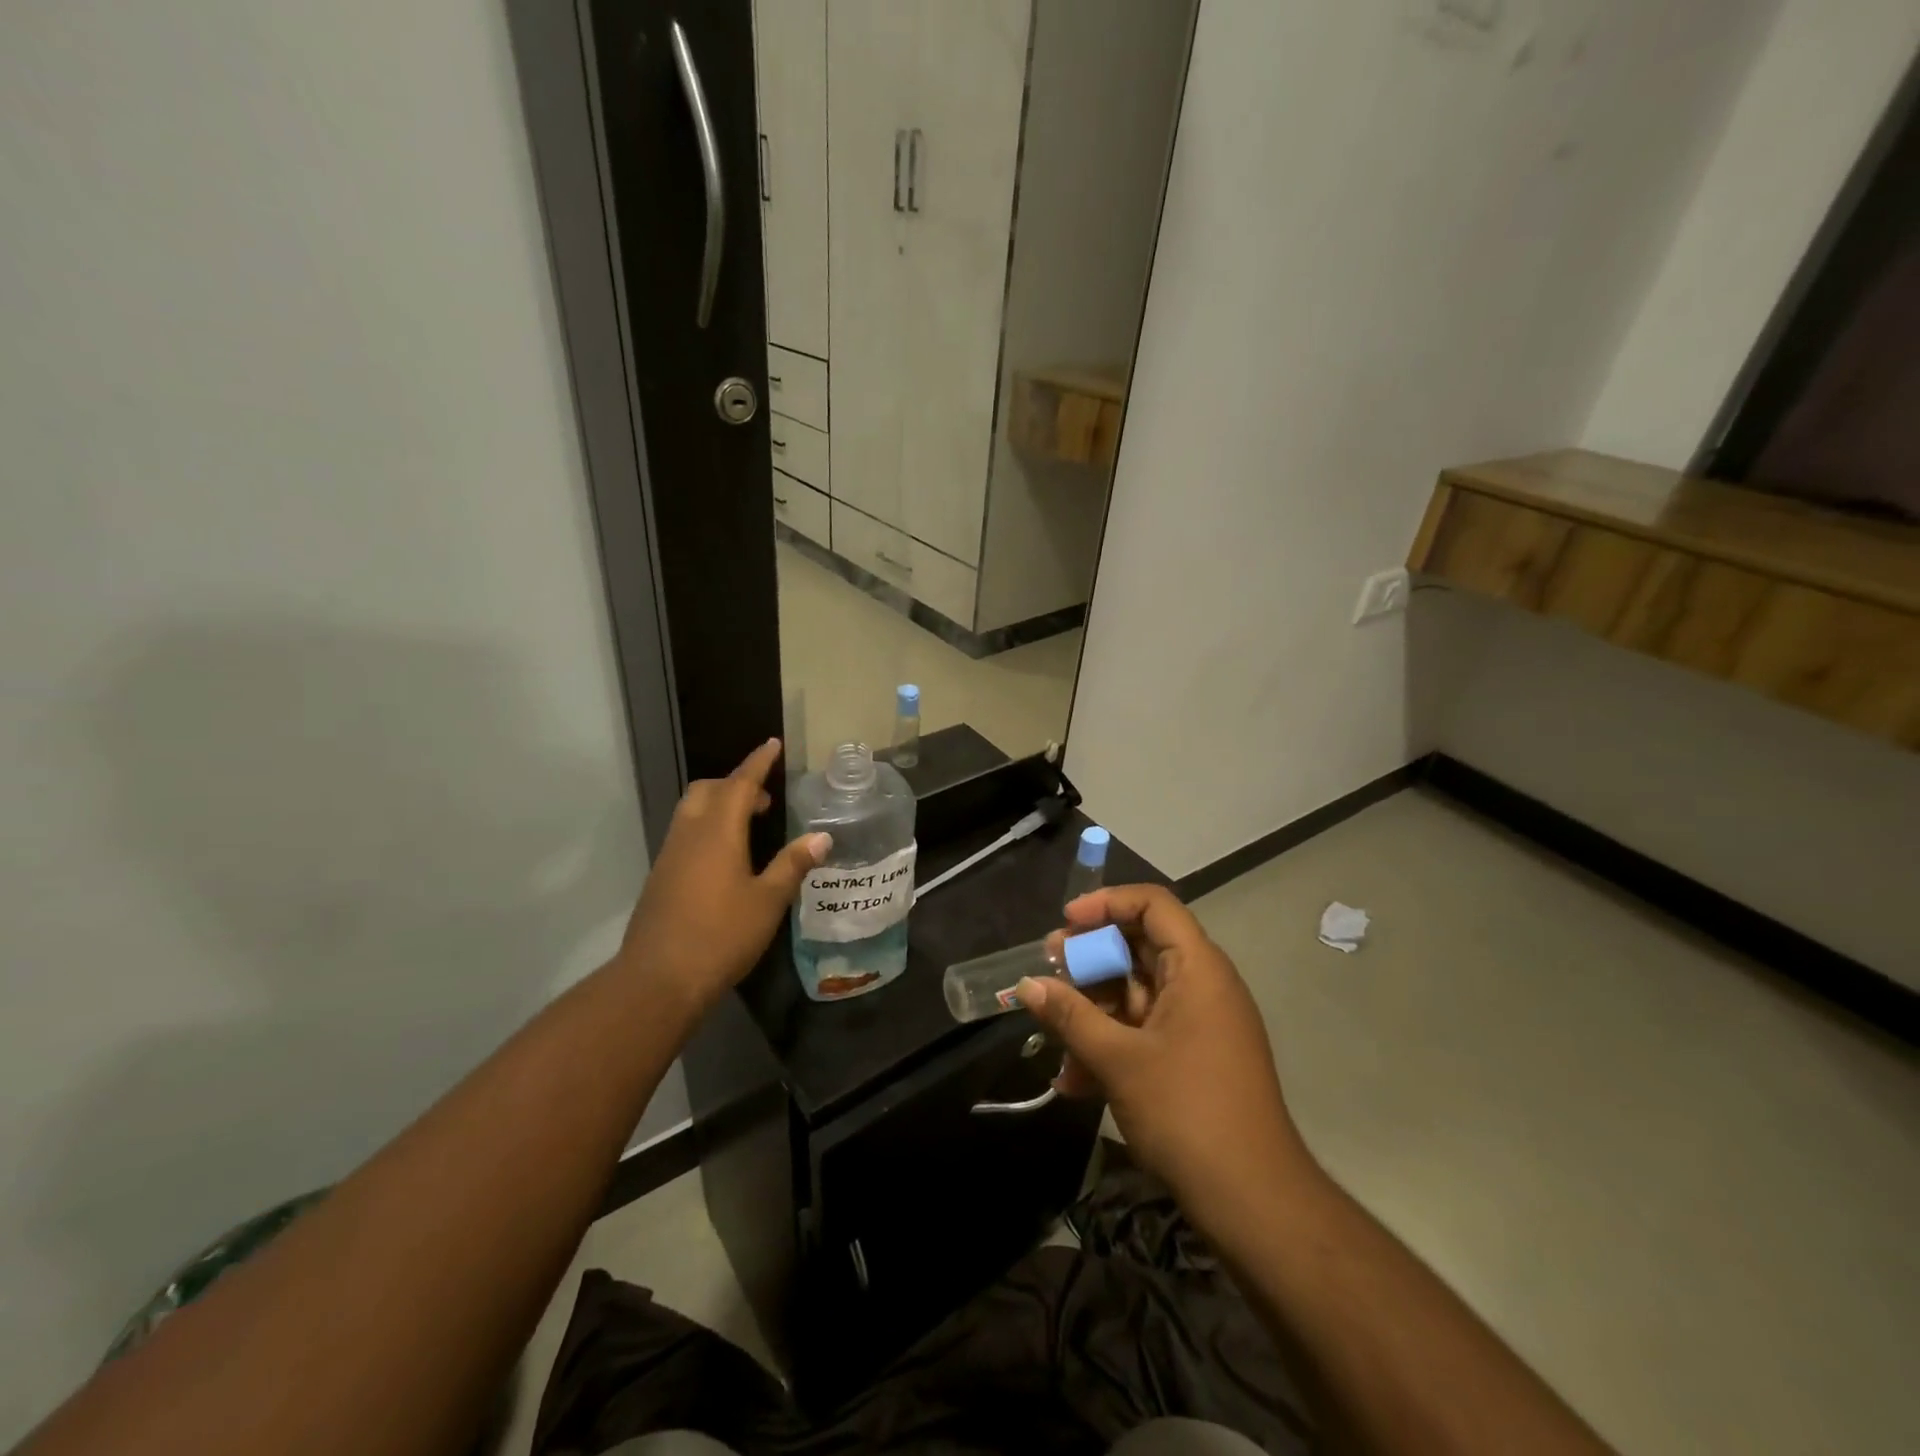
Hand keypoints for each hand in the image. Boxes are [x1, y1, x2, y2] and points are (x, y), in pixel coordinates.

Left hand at [615, 740, 828, 1014]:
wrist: (658, 979)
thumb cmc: (721, 936)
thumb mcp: (768, 901)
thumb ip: (793, 864)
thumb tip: (821, 837)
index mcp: (718, 832)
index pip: (740, 784)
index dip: (758, 763)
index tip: (772, 744)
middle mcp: (689, 834)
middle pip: (708, 790)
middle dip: (736, 784)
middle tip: (765, 799)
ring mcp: (670, 856)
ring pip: (692, 811)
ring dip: (719, 806)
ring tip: (749, 827)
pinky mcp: (660, 878)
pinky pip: (685, 835)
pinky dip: (707, 829)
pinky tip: (726, 859)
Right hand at [1019, 884, 1311, 1218]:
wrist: (1253, 1201)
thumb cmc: (1187, 1112)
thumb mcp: (1118, 1060)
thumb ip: (1070, 1016)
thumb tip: (1028, 984)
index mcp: (1197, 968)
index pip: (1153, 905)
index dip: (1107, 904)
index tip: (1066, 923)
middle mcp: (1202, 986)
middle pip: (1140, 947)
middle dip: (1089, 959)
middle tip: (1048, 971)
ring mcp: (1198, 1024)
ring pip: (1135, 993)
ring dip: (1092, 1009)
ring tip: (1050, 1030)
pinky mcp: (1192, 1058)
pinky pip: (1143, 1031)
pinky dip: (1110, 1043)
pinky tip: (1073, 1080)